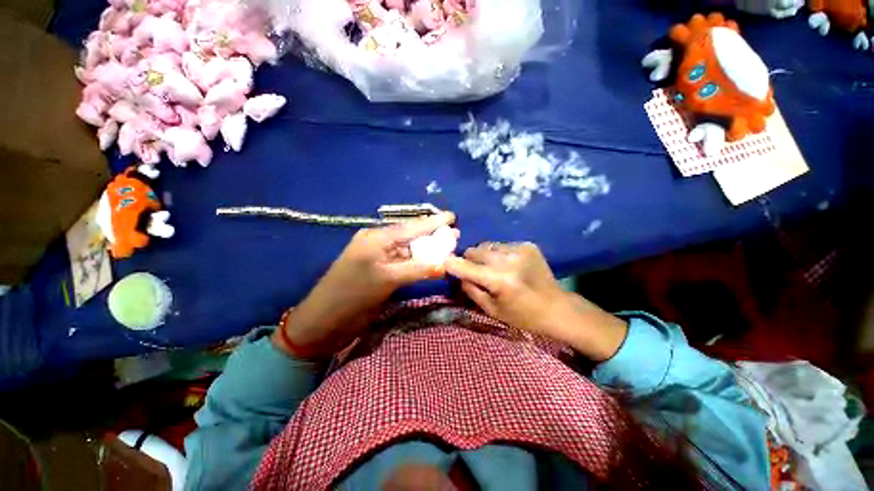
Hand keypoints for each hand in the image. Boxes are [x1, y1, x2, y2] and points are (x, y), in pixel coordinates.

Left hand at [274, 212, 456, 356]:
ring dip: (427, 248)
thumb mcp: (387, 280)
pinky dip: (417, 260)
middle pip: (410, 235)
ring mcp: (378, 257)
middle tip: (454, 233)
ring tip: (447, 245)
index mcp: (376, 238)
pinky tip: (430, 260)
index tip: (452, 216)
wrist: (323, 321)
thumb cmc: (352, 296)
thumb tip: (445, 265)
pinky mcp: (379, 270)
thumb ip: (418, 270)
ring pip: (407, 248)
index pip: (410, 227)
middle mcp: (377, 242)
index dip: (432, 222)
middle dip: (433, 235)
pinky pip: (402, 260)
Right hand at [445, 242, 627, 360]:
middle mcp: (508, 260)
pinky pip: (501, 245)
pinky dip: (498, 254)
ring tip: (493, 268)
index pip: (465, 266)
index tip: (443, 262)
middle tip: (474, 271)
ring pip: (486, 245)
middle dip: (469, 260)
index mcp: (499, 280)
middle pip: (474, 250)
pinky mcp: (527, 245)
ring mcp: (519, 249)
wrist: (557, 307)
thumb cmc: (523, 316)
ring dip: (484, 256)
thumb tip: (458, 274)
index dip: (450, 263)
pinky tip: (508, 265)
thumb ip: (471, 290)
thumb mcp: (492, 310)